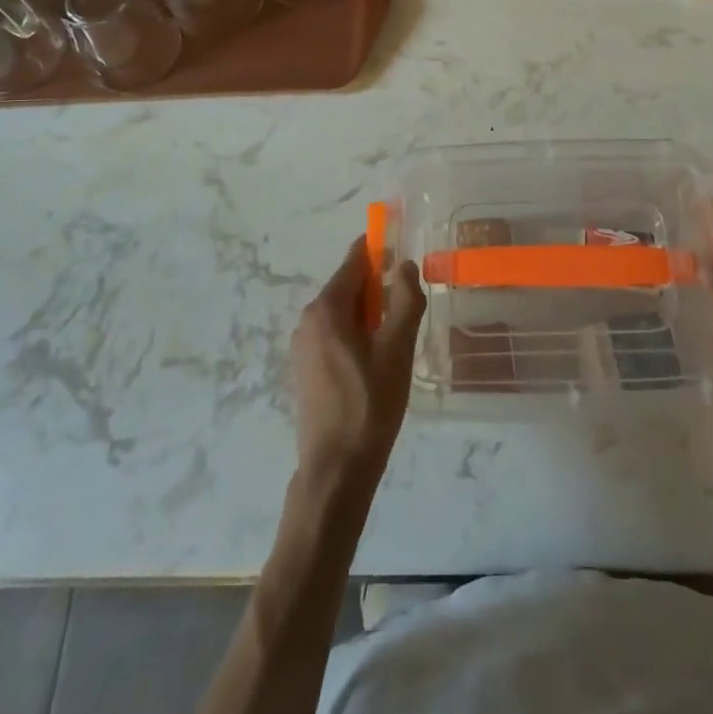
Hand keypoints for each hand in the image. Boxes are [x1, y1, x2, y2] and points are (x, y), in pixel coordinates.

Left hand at [291, 236, 424, 495]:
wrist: (336, 470)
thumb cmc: (370, 404)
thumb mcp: (397, 348)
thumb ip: (405, 300)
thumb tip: (404, 264)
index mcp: (327, 308)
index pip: (354, 261)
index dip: (378, 248)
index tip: (401, 243)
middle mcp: (308, 320)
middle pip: (348, 286)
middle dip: (378, 286)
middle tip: (409, 300)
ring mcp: (303, 346)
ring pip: (342, 313)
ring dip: (369, 312)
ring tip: (398, 334)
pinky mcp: (306, 369)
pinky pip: (334, 334)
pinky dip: (357, 333)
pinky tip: (377, 359)